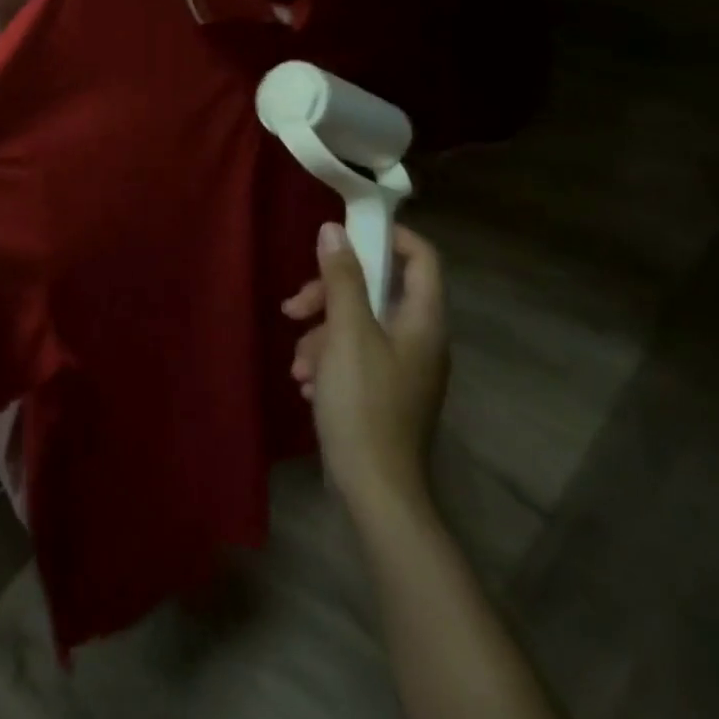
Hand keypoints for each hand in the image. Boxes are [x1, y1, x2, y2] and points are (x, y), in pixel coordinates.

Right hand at [284, 223, 448, 528]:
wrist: (374, 488)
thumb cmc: (364, 402)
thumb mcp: (347, 333)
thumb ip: (342, 278)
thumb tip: (333, 230)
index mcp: (423, 320)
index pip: (421, 257)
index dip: (388, 236)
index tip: (344, 235)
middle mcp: (418, 339)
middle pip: (376, 290)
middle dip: (329, 293)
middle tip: (295, 307)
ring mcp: (401, 367)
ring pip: (356, 323)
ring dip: (320, 333)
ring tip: (298, 363)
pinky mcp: (383, 390)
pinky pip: (352, 354)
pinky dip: (327, 359)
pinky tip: (307, 382)